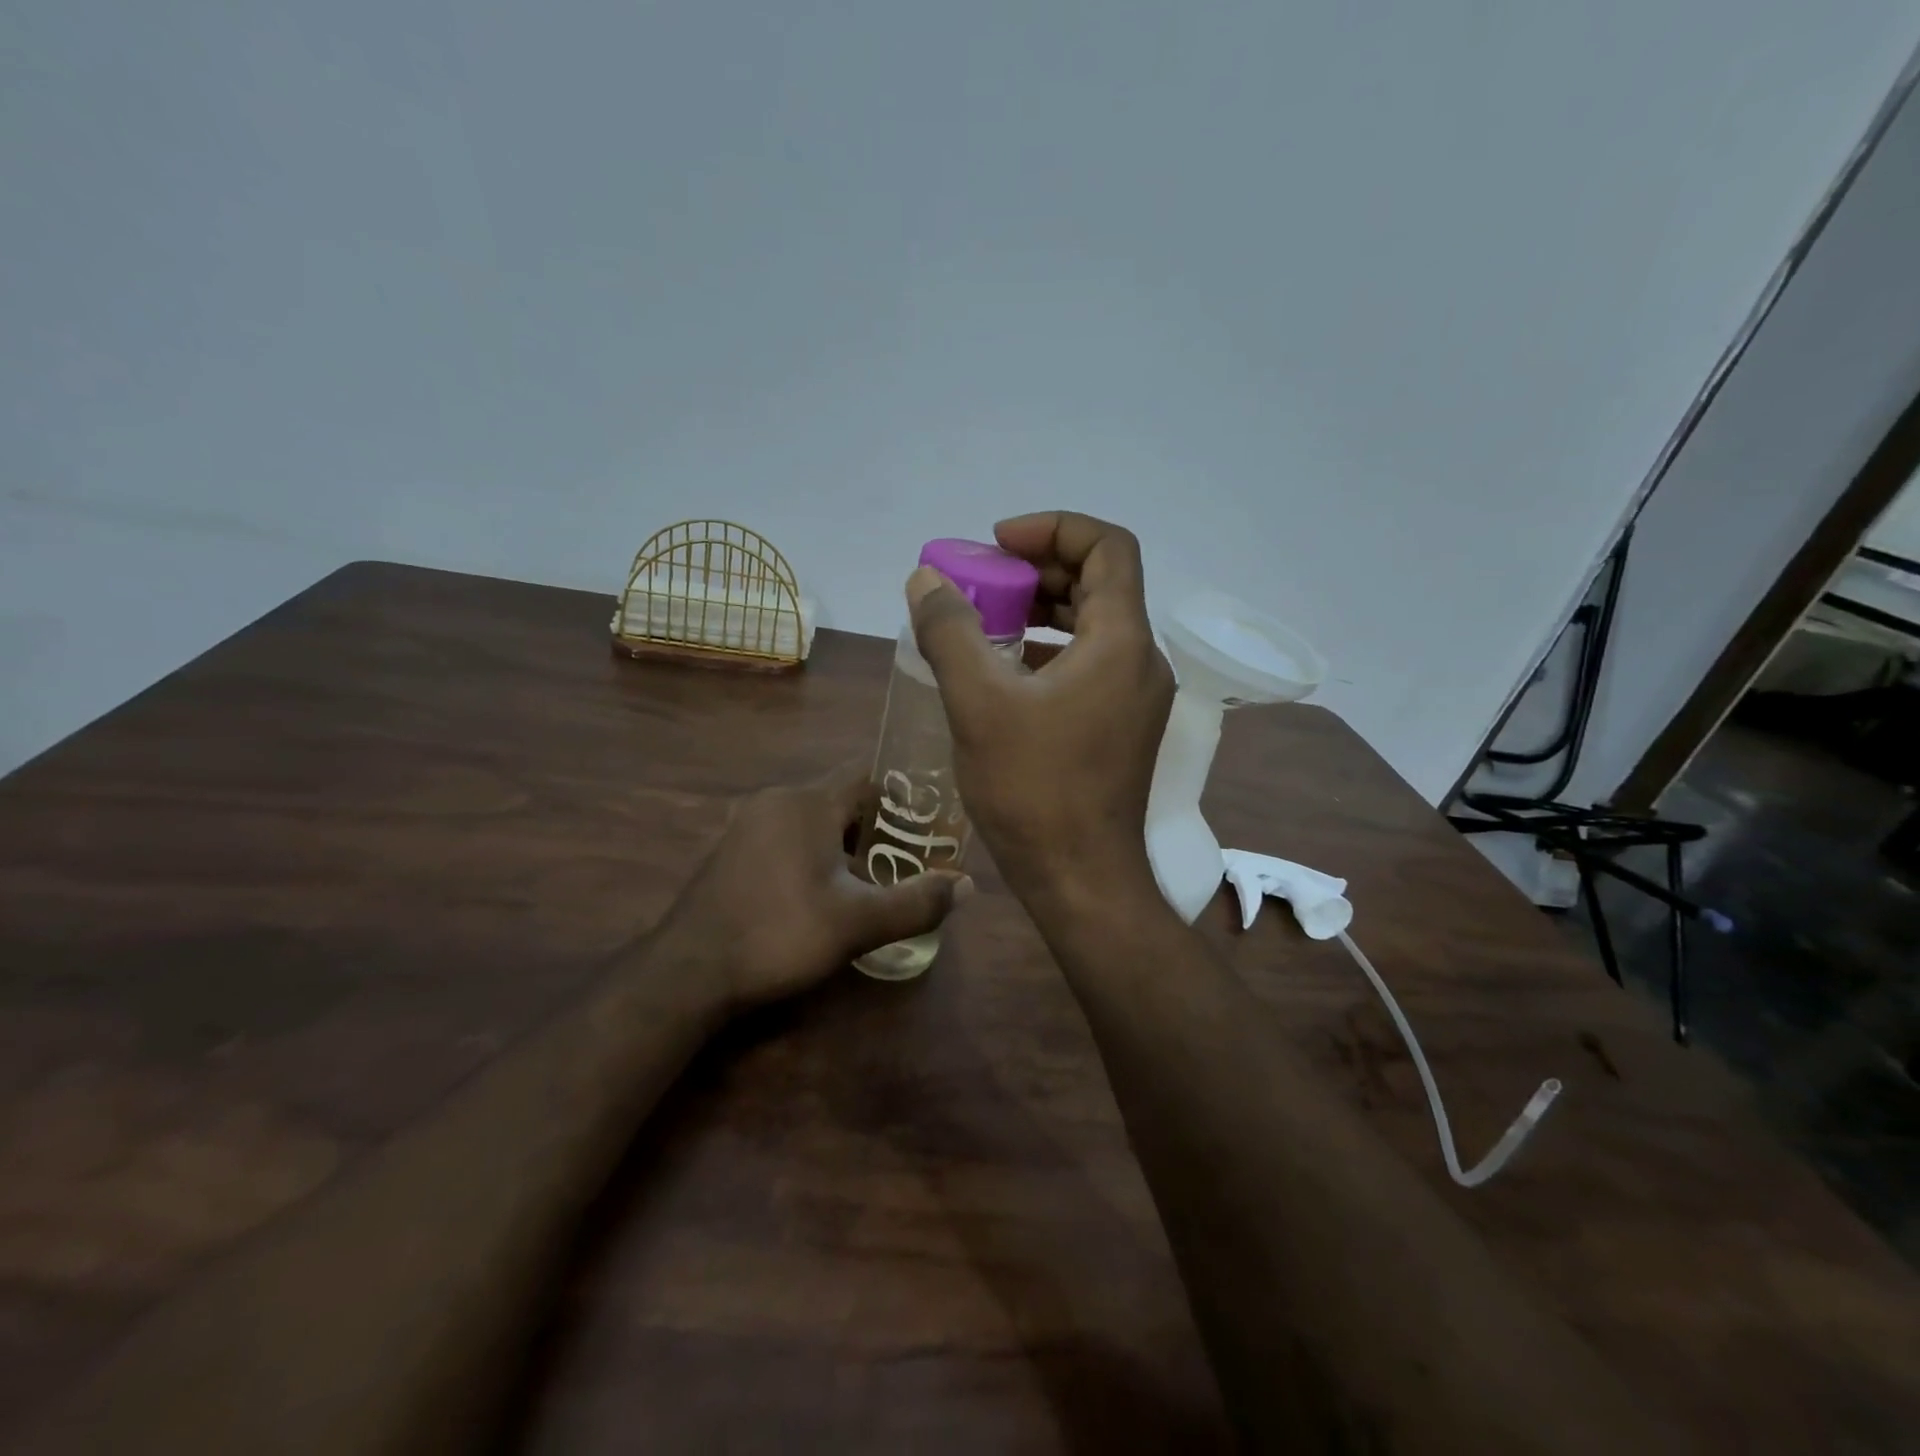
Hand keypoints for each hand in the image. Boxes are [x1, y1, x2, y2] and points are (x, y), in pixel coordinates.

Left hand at [657, 764, 972, 1012]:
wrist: (689, 972)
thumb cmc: (779, 934)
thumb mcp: (858, 924)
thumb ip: (916, 903)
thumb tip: (967, 886)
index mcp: (808, 802)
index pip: (868, 776)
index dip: (901, 798)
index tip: (926, 827)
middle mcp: (776, 800)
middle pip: (841, 800)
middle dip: (875, 828)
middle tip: (903, 862)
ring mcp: (747, 824)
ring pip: (812, 821)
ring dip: (842, 844)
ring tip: (868, 882)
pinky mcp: (731, 850)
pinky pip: (786, 837)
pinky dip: (811, 854)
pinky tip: (819, 895)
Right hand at [906, 511, 1175, 911]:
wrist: (1080, 879)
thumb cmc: (1033, 789)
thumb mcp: (979, 703)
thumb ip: (950, 631)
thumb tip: (926, 580)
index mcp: (1121, 641)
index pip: (1107, 546)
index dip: (1053, 528)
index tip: (997, 543)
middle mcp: (1141, 661)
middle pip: (1100, 583)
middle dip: (1039, 569)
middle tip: (983, 581)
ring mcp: (1137, 698)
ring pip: (1094, 626)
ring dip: (1044, 609)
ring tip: (988, 619)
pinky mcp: (1123, 727)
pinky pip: (1090, 665)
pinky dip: (1051, 650)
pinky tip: (1006, 671)